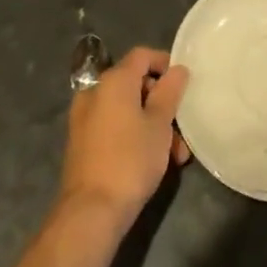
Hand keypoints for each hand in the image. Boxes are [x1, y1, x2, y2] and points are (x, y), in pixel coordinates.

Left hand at [59, 46, 189, 221]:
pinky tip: (154, 162)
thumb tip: (177, 69)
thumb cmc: (131, 159)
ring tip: (176, 155)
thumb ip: (169, 92)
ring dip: (153, 125)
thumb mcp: (159, 124)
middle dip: (162, 103)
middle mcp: (94, 92)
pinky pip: (115, 126)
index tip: (184, 84)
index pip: (142, 55)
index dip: (165, 63)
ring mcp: (85, 118)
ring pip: (127, 109)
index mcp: (113, 81)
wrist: (91, 211)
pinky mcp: (83, 141)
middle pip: (135, 84)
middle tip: (182, 129)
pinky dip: (135, 135)